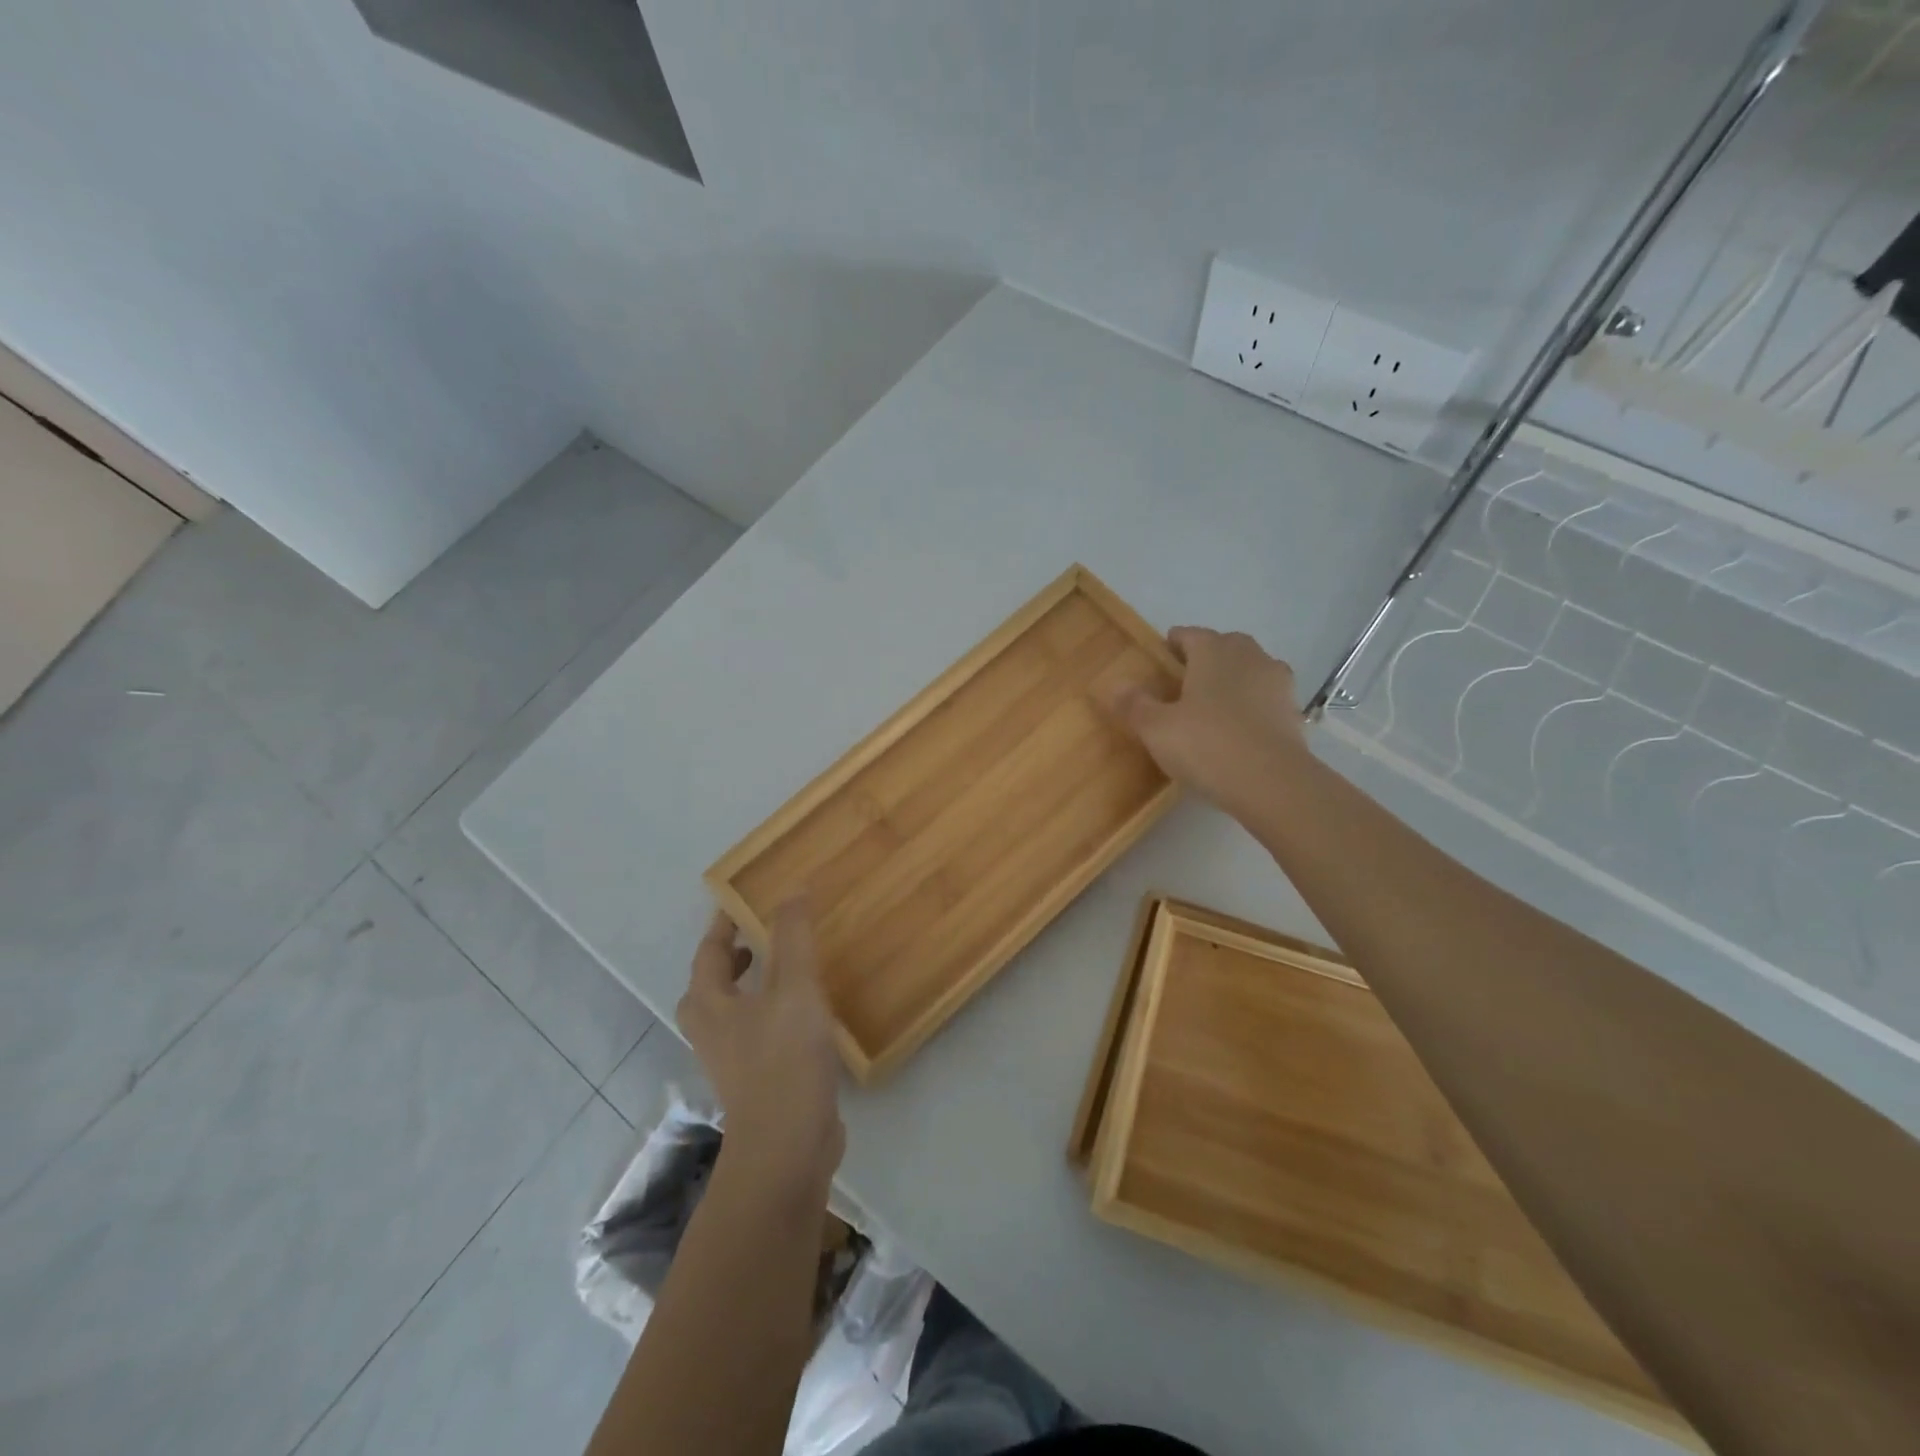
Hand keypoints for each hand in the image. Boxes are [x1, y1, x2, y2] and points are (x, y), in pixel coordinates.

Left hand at [677, 902, 843, 1196]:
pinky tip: (806, 1011)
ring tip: (787, 965)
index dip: (725, 923)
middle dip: (734, 956)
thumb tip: (792, 890)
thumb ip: (793, 937)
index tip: (746, 898)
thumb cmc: (783, 1060)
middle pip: (713, 982)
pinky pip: (759, 1030)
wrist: (786, 1148)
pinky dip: (773, 1010)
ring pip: (736, 1008)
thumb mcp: (793, 988)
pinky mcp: (757, 1080)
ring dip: (754, 983)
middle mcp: (712, 1030)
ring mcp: (733, 1059)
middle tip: (763, 933)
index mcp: (710, 1004)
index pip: (711, 951)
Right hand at [1104, 626, 1309, 818]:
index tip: (1162, 658)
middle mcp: (1249, 657)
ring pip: (1251, 670)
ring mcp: (1278, 683)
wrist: (1272, 783)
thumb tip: (1116, 685)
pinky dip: (1253, 706)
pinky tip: (1240, 729)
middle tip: (1186, 682)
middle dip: (1207, 658)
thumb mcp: (1156, 728)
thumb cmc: (1207, 745)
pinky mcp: (1295, 712)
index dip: (1174, 644)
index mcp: (1214, 651)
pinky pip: (1267, 699)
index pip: (1190, 635)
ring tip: (1214, 705)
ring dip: (1234, 680)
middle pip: (1225, 646)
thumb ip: (1135, 704)